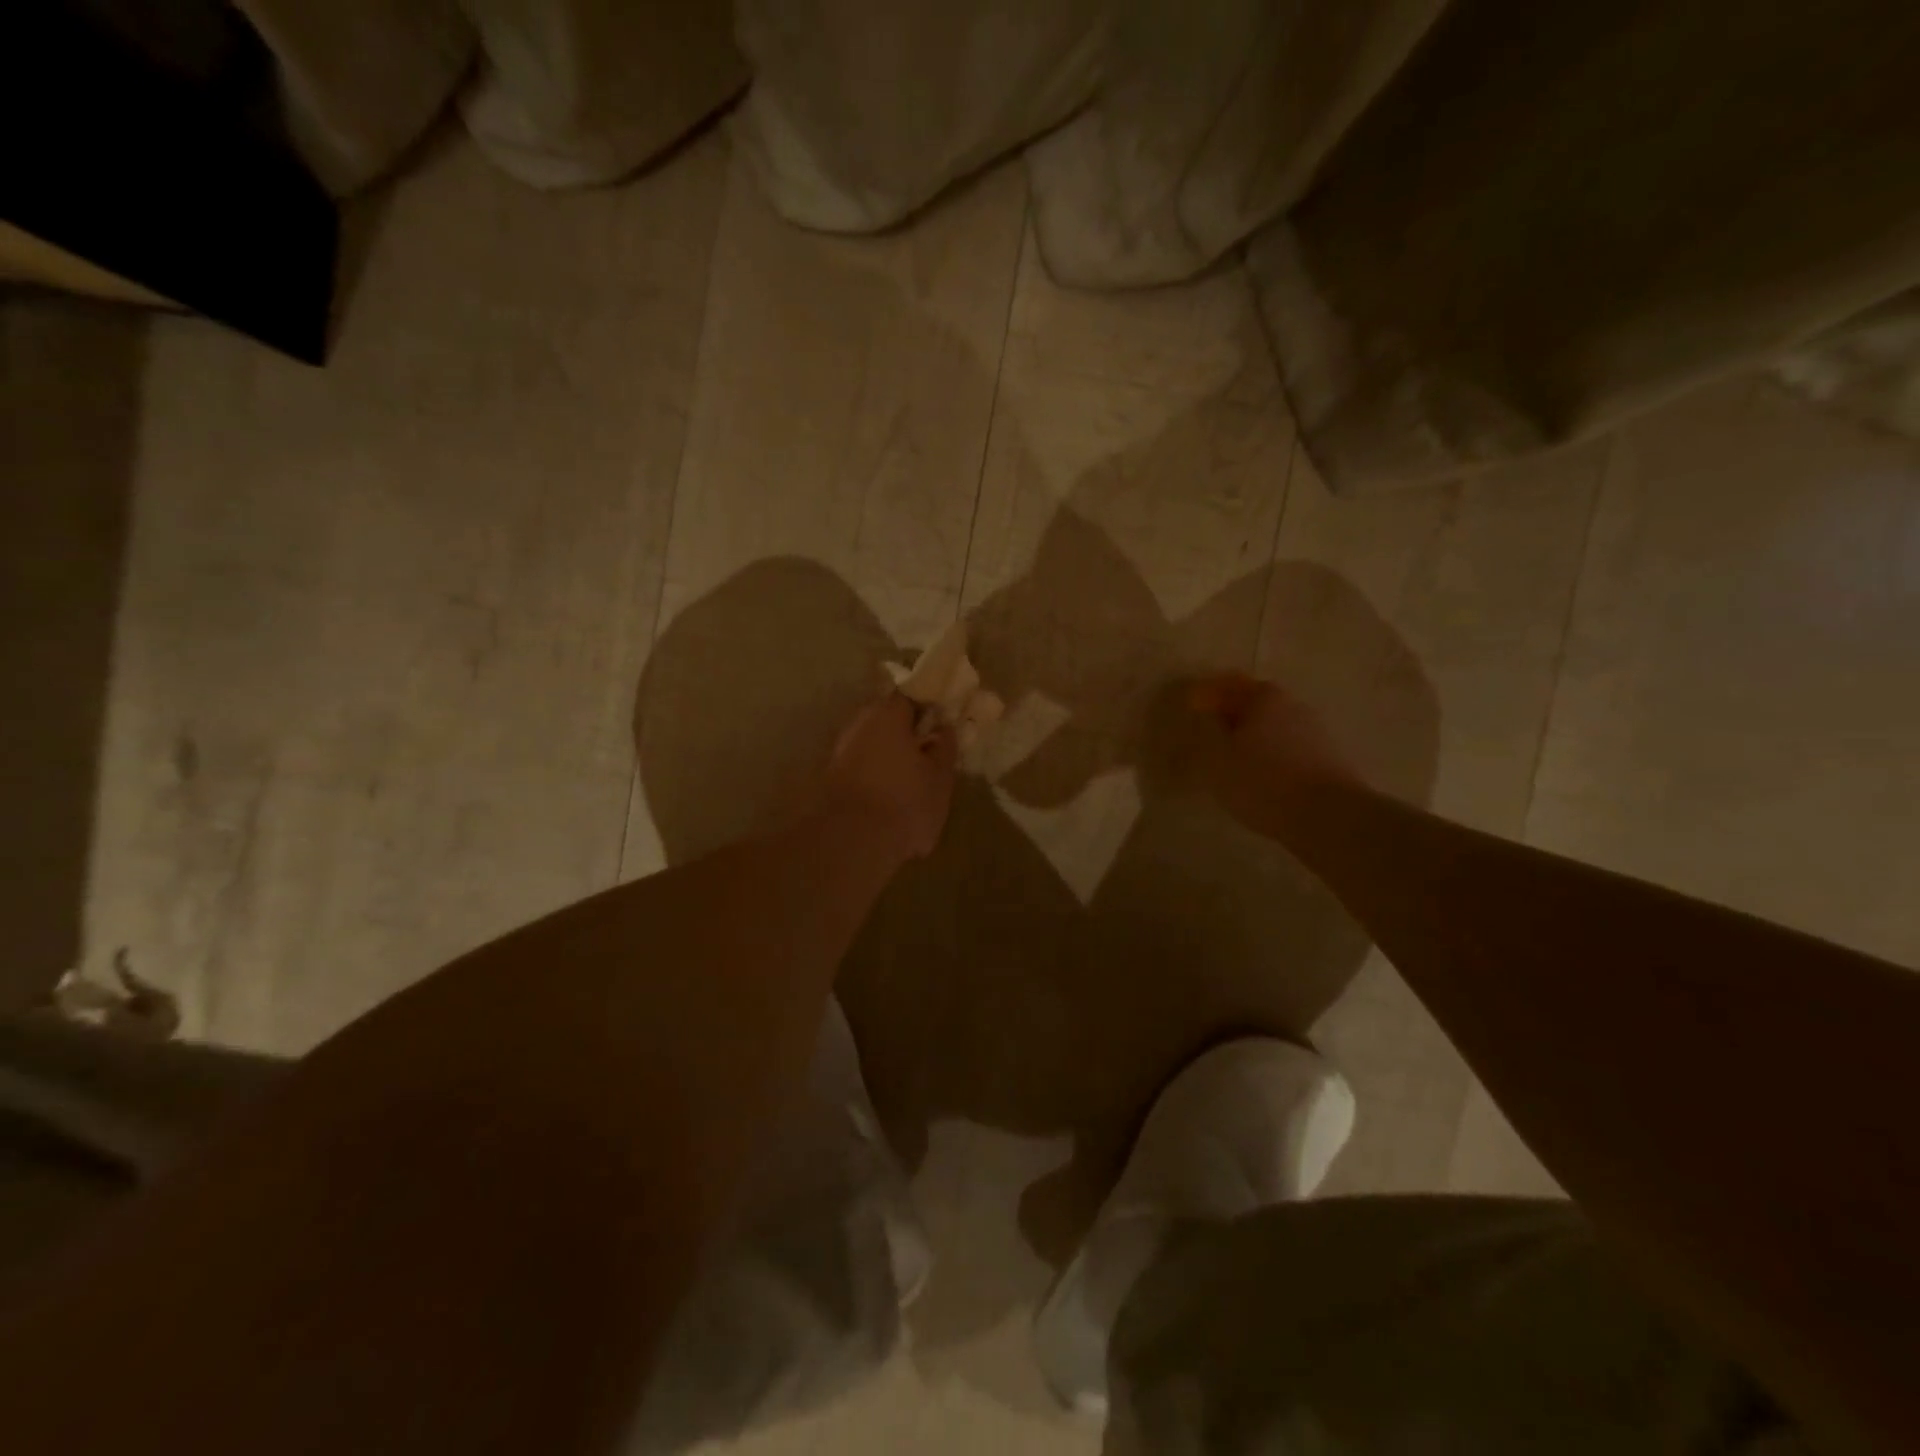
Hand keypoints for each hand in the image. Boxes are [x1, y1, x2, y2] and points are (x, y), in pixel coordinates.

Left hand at [820, 694, 957, 864]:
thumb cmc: (905, 803)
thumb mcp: (940, 778)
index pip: (911, 695)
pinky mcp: (830, 779)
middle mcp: (859, 725)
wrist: (850, 843)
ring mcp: (840, 752)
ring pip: (872, 744)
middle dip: (907, 732)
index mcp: (888, 714)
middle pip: (888, 719)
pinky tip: (890, 797)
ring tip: (912, 780)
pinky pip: (861, 767)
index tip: (943, 722)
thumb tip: (944, 729)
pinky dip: (876, 775)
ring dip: (890, 755)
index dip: (929, 706)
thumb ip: (945, 749)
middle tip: (930, 752)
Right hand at [1188, 673, 1362, 836]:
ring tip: (1231, 764)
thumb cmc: (1262, 780)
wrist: (1328, 816)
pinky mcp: (1327, 759)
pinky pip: (1287, 750)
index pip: (1228, 684)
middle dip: (1230, 718)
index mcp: (1264, 697)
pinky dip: (1269, 758)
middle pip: (1253, 705)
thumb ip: (1206, 731)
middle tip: (1208, 738)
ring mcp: (1315, 732)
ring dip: (1251, 740)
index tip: (1190, 711)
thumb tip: (1208, 718)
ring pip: (1271, 729)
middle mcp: (1293, 705)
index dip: (1206, 696)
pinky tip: (1259, 780)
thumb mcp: (1216, 758)